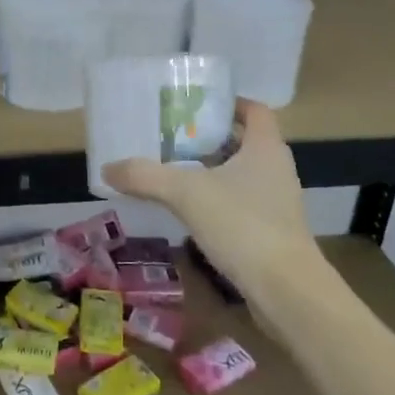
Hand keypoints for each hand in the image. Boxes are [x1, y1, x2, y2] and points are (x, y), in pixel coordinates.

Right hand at [102, 101, 324, 308]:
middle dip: (211, 138)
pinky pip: (241, 204)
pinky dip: (218, 201)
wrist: (287, 292)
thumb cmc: (243, 225)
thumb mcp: (186, 194)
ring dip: (213, 171)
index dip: (229, 103)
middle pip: (244, 141)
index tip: (196, 106)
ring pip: (242, 175)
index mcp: (265, 147)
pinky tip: (190, 212)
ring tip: (175, 172)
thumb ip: (145, 176)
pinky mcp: (272, 233)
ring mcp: (277, 203)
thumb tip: (107, 168)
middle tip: (174, 138)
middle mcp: (276, 169)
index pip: (255, 110)